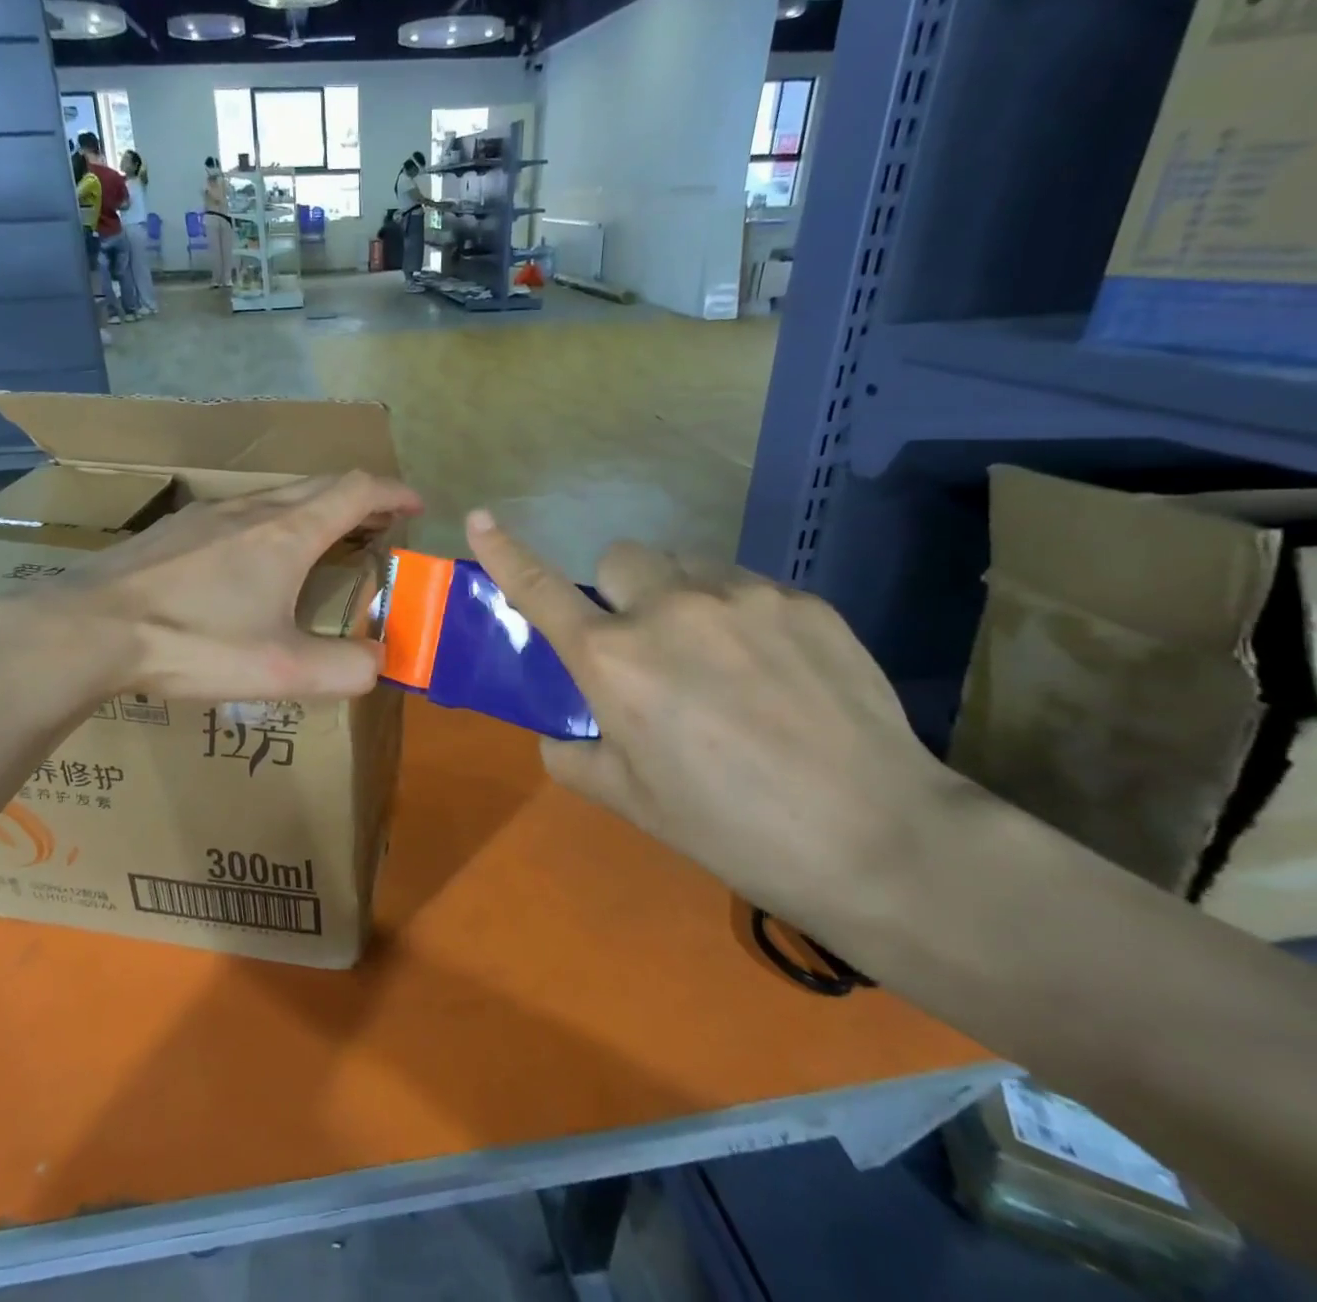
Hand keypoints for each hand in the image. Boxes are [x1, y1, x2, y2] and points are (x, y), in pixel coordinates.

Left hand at [50, 472, 422, 702]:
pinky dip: (273, 521)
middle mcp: (252, 508)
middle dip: (360, 499)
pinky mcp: (174, 530)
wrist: (90, 629)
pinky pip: (241, 511)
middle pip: (320, 486)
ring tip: (324, 541)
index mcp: (288, 532)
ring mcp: (207, 514)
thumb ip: (345, 669)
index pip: (357, 490)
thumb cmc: (193, 642)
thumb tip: (379, 662)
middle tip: (379, 526)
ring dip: (315, 509)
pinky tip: (253, 559)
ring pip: (278, 496)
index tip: (416, 504)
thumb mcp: (281, 669)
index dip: (394, 493)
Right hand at [464, 512, 967, 931]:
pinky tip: (776, 670)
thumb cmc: (731, 828)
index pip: (541, 590)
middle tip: (646, 645)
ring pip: (686, 565)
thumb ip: (575, 756)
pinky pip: (746, 587)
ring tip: (719, 658)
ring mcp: (741, 597)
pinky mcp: (802, 601)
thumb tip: (562, 733)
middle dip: (618, 592)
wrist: (878, 840)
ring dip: (679, 597)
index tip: (481, 519)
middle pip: (619, 557)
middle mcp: (669, 610)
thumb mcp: (631, 801)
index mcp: (615, 660)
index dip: (505, 553)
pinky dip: (738, 614)